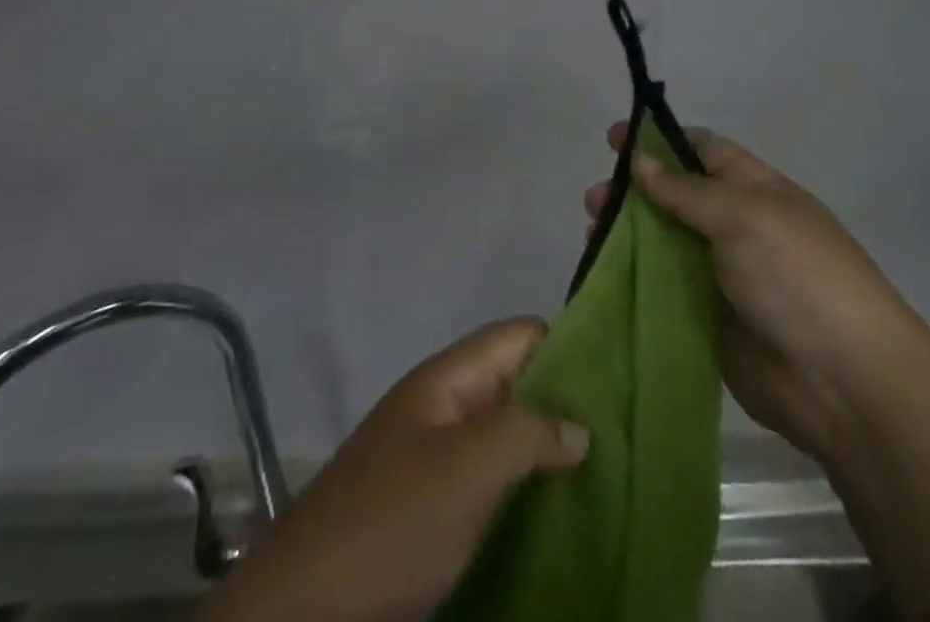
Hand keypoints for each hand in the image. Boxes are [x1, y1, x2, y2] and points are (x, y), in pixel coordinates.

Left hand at [199, 319, 589, 621]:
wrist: (306, 608)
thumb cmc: (392, 522)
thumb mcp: (466, 469)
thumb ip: (526, 432)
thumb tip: (580, 423)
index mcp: (448, 378)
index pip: (519, 336)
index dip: (567, 346)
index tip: (619, 377)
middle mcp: (445, 406)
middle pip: (517, 383)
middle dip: (565, 404)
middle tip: (624, 434)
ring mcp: (437, 458)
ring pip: (507, 435)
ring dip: (548, 451)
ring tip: (606, 474)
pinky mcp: (434, 508)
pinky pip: (492, 482)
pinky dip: (525, 489)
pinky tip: (558, 513)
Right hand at [585, 124, 914, 460]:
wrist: (844, 384)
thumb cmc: (798, 276)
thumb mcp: (743, 216)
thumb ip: (686, 190)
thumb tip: (640, 160)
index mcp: (755, 190)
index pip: (701, 150)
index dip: (659, 140)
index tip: (615, 139)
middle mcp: (735, 227)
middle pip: (675, 197)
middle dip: (634, 190)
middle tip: (595, 198)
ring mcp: (721, 276)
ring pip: (663, 243)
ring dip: (627, 233)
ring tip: (593, 230)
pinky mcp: (706, 321)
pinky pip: (663, 291)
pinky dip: (633, 279)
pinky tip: (604, 274)